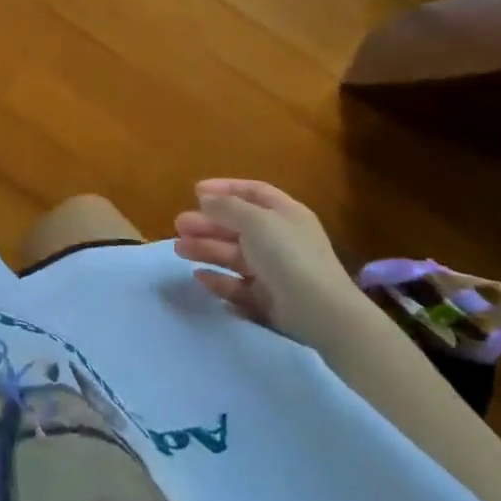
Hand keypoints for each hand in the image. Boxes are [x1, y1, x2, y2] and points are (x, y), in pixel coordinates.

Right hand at [175, 178, 369, 347]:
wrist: (321, 312)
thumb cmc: (288, 256)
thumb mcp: (255, 221)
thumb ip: (227, 207)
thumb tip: (205, 197)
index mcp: (285, 213)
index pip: (253, 192)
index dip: (225, 188)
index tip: (195, 192)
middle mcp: (280, 238)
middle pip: (238, 225)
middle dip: (207, 223)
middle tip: (179, 225)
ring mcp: (275, 270)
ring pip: (234, 255)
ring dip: (206, 249)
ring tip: (179, 249)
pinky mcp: (269, 299)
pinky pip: (239, 285)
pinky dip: (219, 280)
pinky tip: (199, 277)